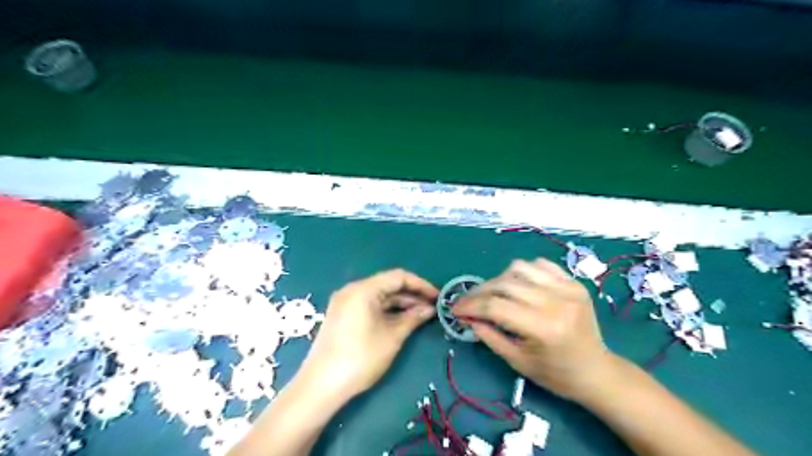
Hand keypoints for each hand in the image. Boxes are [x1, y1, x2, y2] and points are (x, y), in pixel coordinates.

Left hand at [297, 269, 436, 396]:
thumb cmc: (361, 357)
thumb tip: (429, 309)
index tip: (437, 297)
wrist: (322, 384)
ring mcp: (345, 302)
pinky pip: (369, 305)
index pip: (398, 277)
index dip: (421, 285)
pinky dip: (386, 310)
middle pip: (388, 285)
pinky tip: (401, 320)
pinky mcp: (342, 314)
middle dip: (411, 295)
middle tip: (432, 308)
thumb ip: (413, 317)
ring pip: (379, 296)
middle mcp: (353, 289)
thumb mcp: (392, 336)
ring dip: (400, 304)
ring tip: (420, 315)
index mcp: (364, 289)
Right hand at [454, 259, 611, 399]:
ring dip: (499, 279)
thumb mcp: (517, 361)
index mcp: (543, 328)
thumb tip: (467, 317)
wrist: (596, 371)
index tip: (454, 309)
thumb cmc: (556, 374)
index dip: (470, 305)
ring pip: (519, 267)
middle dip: (479, 291)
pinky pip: (540, 265)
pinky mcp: (573, 282)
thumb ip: (489, 336)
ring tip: (493, 294)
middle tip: (467, 302)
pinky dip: (522, 272)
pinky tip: (518, 285)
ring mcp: (567, 288)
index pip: (495, 306)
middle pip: (504, 283)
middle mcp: (556, 301)